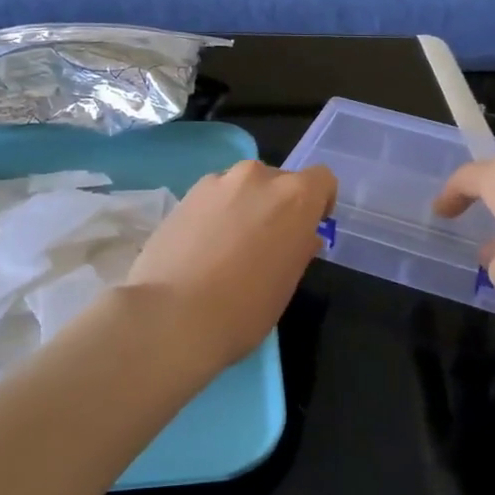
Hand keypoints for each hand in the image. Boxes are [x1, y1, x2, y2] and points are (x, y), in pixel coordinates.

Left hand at [125, 160, 336, 369]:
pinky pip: (213, 197)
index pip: (321, 180)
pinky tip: (201, 247)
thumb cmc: (245, 308)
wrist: (172, 316)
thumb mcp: (287, 283)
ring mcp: (218, 182)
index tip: (308, 230)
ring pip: (243, 186)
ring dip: (244, 206)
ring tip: (229, 246)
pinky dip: (215, 213)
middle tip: (266, 243)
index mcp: (295, 196)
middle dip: (278, 205)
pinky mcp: (185, 194)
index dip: (319, 203)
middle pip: (280, 181)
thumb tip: (299, 236)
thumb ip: (298, 249)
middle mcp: (259, 177)